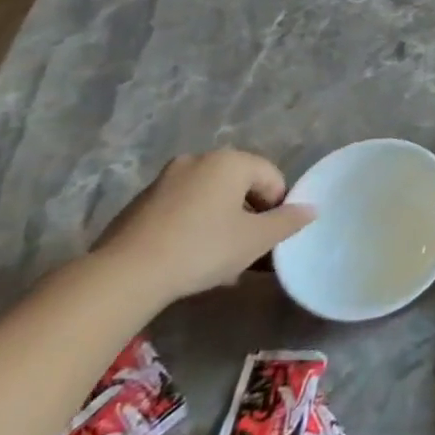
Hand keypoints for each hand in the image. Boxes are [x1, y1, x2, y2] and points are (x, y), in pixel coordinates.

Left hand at [98, 150, 312, 304]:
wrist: (124, 275)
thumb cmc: (203, 248)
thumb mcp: (256, 239)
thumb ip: (288, 221)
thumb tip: (310, 209)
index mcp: (230, 161)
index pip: (271, 177)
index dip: (277, 207)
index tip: (269, 237)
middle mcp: (198, 160)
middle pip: (239, 185)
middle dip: (248, 215)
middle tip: (248, 248)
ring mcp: (165, 180)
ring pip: (209, 198)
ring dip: (221, 222)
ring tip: (219, 259)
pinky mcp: (140, 203)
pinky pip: (182, 209)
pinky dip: (193, 226)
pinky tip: (189, 259)